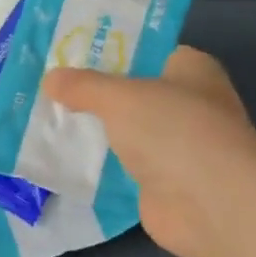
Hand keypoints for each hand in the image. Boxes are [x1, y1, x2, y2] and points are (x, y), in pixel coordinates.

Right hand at [42, 46, 255, 256]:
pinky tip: (60, 157)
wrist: (213, 207)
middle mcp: (188, 104)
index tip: (67, 52)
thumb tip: (50, 78)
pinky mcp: (162, 183)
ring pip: (124, 130)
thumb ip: (84, 86)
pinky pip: (120, 165)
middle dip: (92, 91)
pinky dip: (97, 164)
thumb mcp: (121, 96)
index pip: (146, 50)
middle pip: (131, 91)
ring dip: (92, 129)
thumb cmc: (175, 131)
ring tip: (42, 117)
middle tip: (46, 84)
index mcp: (191, 69)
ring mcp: (176, 147)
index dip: (109, 49)